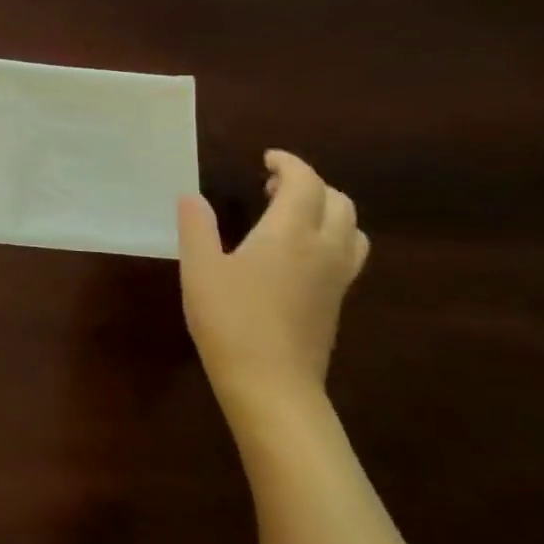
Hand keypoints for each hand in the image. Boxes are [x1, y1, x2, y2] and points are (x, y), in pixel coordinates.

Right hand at [177, 151, 369, 423]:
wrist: (272, 385)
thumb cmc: (230, 321)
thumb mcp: (199, 269)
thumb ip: (196, 227)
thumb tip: (191, 196)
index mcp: (290, 234)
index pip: (305, 183)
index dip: (289, 164)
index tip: (267, 158)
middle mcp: (324, 249)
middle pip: (338, 201)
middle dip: (310, 184)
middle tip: (272, 187)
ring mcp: (337, 278)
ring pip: (351, 228)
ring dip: (327, 209)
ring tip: (291, 215)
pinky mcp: (337, 301)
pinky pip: (348, 253)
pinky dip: (331, 236)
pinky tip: (296, 253)